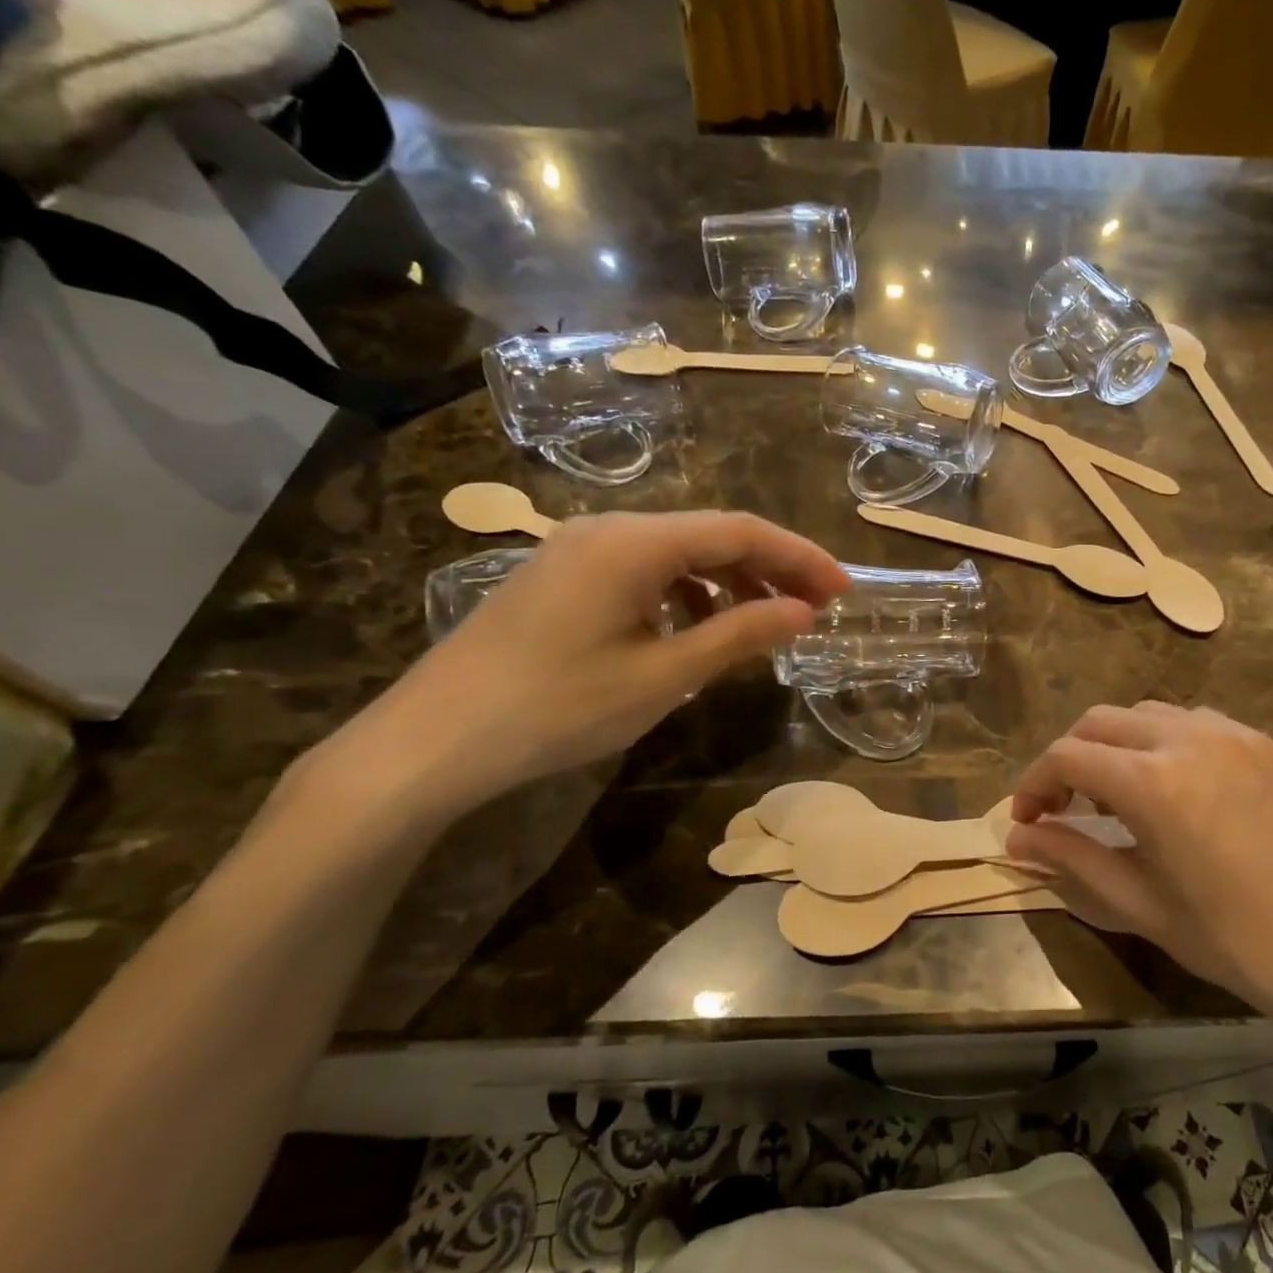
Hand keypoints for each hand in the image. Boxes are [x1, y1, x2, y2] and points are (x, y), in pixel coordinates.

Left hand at [316, 511, 848, 820]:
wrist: (429, 743)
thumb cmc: (555, 708)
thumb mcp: (662, 675)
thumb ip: (739, 635)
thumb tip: (804, 613)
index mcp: (635, 542)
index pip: (741, 531)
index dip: (800, 557)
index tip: (843, 591)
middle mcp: (608, 529)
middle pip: (711, 535)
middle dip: (770, 569)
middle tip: (814, 610)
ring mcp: (578, 550)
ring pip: (677, 552)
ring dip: (728, 582)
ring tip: (761, 626)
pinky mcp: (561, 576)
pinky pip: (643, 570)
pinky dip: (684, 593)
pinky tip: (693, 631)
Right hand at [1006, 702, 1272, 1034]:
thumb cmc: (1240, 942)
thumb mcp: (1143, 905)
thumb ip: (1073, 860)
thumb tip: (1018, 840)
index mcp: (1152, 781)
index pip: (1066, 757)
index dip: (1034, 784)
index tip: (1026, 820)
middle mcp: (1188, 738)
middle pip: (1101, 722)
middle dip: (1070, 758)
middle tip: (1065, 807)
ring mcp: (1236, 735)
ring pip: (1150, 714)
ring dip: (1118, 745)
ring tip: (1121, 796)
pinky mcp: (1271, 746)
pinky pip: (1199, 724)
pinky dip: (1167, 743)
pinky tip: (1180, 789)